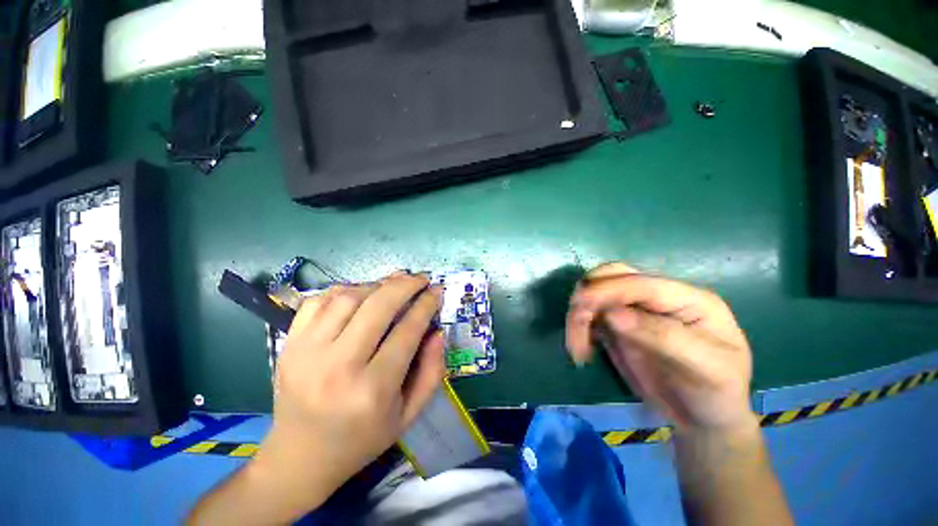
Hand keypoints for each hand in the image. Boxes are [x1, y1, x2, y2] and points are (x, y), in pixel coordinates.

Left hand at [253, 273, 445, 512]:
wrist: (299, 457)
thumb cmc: (362, 439)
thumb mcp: (409, 414)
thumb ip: (431, 371)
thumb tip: (438, 332)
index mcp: (372, 389)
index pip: (407, 331)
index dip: (426, 305)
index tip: (437, 290)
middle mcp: (338, 366)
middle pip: (378, 306)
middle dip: (405, 285)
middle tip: (420, 278)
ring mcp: (307, 352)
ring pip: (349, 297)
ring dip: (377, 285)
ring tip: (393, 285)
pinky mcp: (290, 344)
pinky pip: (319, 301)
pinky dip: (344, 290)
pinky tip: (360, 293)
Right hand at [566, 263, 755, 432]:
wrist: (702, 418)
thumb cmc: (716, 394)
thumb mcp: (706, 367)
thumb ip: (662, 336)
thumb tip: (612, 314)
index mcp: (687, 298)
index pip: (642, 284)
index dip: (610, 290)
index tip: (584, 305)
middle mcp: (656, 297)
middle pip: (613, 276)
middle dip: (589, 294)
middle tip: (576, 320)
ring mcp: (634, 309)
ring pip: (594, 294)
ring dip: (578, 315)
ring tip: (577, 349)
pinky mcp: (616, 325)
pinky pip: (589, 316)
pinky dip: (578, 328)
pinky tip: (580, 351)